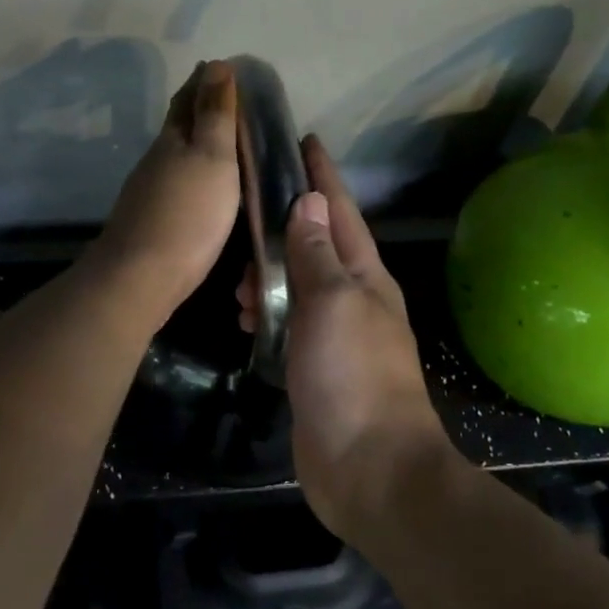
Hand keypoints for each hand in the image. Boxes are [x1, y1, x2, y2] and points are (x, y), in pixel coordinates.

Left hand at [90, 61, 241, 323]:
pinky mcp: (152, 223)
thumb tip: (217, 65)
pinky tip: (203, 188)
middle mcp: (157, 161)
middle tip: (228, 99)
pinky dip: (193, 176)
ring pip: (176, 157)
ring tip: (224, 142)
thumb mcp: (212, 157)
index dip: (205, 81)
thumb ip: (215, 115)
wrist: (141, 277)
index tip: (223, 67)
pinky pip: (177, 186)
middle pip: (178, 126)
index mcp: (173, 140)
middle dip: (199, 108)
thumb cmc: (187, 214)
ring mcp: (150, 194)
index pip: (188, 99)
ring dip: (197, 144)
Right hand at [240, 137, 450, 535]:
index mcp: (365, 275)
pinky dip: (267, 315)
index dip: (322, 175)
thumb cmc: (353, 375)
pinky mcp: (315, 368)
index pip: (339, 211)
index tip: (304, 140)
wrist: (370, 468)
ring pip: (298, 287)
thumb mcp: (332, 302)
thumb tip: (308, 202)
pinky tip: (247, 320)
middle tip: (245, 220)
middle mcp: (353, 299)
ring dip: (270, 276)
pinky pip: (288, 325)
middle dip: (284, 226)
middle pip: (316, 245)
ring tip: (238, 284)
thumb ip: (316, 253)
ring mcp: (335, 336)